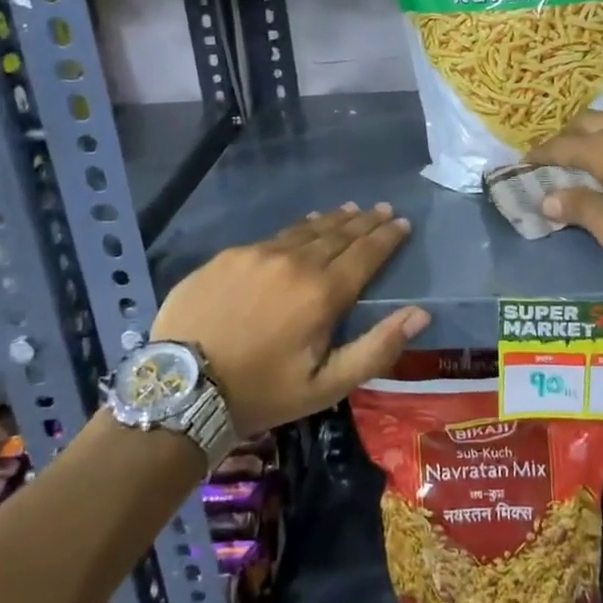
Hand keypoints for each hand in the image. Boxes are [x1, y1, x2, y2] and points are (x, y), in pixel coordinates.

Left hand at [151, 203, 430, 433]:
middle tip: (382, 209)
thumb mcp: (327, 386)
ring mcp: (258, 254)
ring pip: (306, 230)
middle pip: (339, 234)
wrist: (181, 389)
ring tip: (351, 210)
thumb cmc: (262, 392)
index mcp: (323, 293)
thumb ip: (377, 349)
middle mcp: (295, 262)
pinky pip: (274, 236)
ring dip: (333, 220)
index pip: (366, 254)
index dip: (387, 237)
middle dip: (365, 221)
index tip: (402, 222)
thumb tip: (420, 314)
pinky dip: (298, 229)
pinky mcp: (229, 256)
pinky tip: (303, 227)